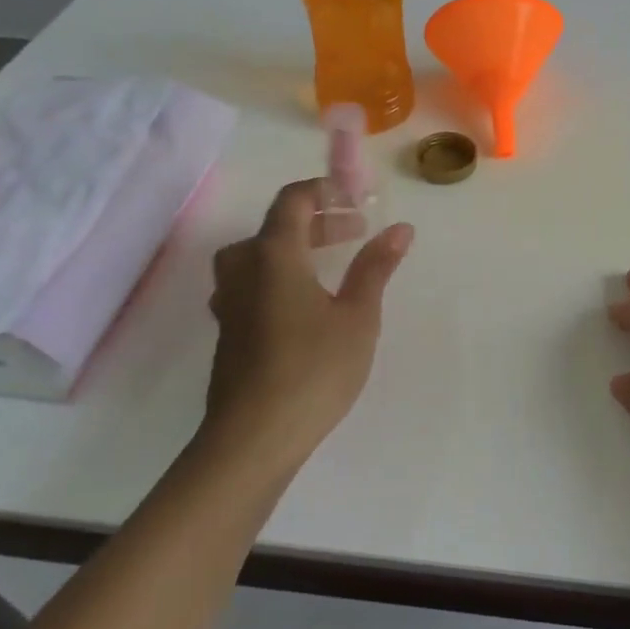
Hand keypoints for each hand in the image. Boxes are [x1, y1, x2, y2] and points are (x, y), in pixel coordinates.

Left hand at [201, 180, 412, 475]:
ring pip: (258, 256)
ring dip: (295, 249)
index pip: (292, 201)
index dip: (324, 190)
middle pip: (276, 227)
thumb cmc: (313, 369)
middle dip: (318, 222)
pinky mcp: (229, 332)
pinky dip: (280, 276)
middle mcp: (244, 271)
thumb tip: (400, 228)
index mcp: (274, 256)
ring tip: (328, 264)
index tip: (358, 199)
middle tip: (356, 232)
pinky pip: (252, 284)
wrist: (253, 438)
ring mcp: (230, 304)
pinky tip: (303, 305)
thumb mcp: (358, 316)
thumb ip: (376, 268)